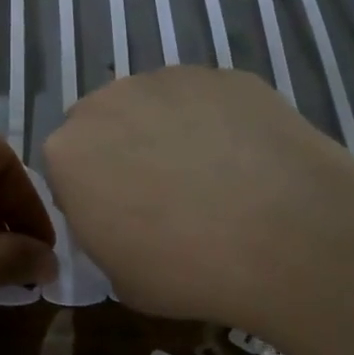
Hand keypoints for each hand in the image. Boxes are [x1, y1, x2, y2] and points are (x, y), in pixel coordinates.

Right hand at [43, 67, 353, 332]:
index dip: (92, 196)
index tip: (121, 222)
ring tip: (214, 178)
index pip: (66, 170)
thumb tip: (126, 222)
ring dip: (168, 134)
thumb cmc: (186, 269)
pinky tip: (248, 162)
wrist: (287, 236)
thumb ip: (104, 237)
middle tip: (163, 197)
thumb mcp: (120, 278)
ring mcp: (170, 80)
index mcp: (68, 153)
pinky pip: (207, 101)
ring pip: (155, 106)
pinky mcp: (225, 75)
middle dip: (124, 154)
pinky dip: (217, 124)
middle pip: (105, 126)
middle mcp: (109, 102)